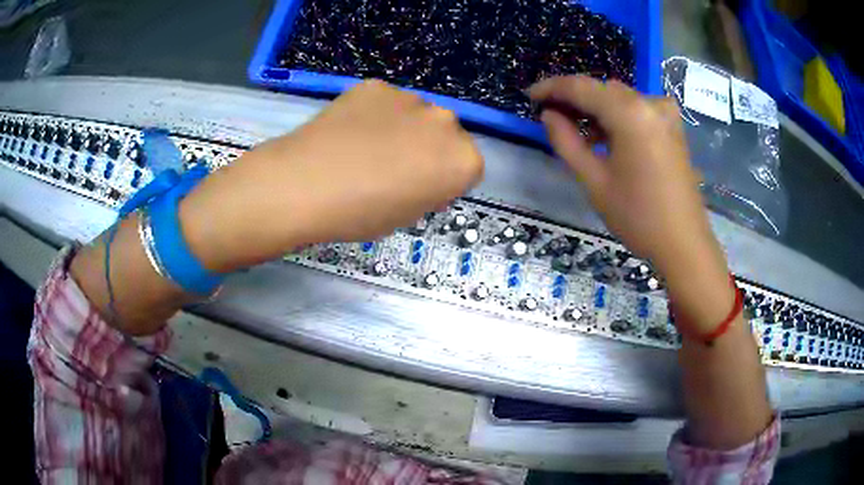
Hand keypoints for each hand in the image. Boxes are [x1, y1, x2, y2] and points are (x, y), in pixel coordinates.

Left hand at [180, 80, 483, 271]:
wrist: (306, 185)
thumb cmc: (361, 213)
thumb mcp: (407, 216)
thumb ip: (429, 189)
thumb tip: (422, 172)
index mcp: (463, 160)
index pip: (466, 168)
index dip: (442, 181)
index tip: (419, 190)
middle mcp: (446, 121)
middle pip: (445, 135)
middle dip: (427, 149)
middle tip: (392, 167)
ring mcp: (410, 98)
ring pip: (414, 115)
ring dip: (401, 128)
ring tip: (364, 148)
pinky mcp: (376, 85)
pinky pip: (384, 102)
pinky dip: (374, 114)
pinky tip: (349, 131)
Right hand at [529, 76, 731, 332]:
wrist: (684, 244)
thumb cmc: (638, 217)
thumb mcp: (594, 181)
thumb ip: (566, 142)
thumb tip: (548, 115)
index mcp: (630, 113)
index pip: (582, 87)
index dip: (552, 87)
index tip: (530, 95)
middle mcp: (650, 103)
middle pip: (603, 89)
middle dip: (575, 99)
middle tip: (551, 116)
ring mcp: (666, 115)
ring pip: (620, 98)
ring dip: (597, 109)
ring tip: (579, 132)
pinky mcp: (673, 128)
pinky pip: (638, 110)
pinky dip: (618, 117)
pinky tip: (608, 138)